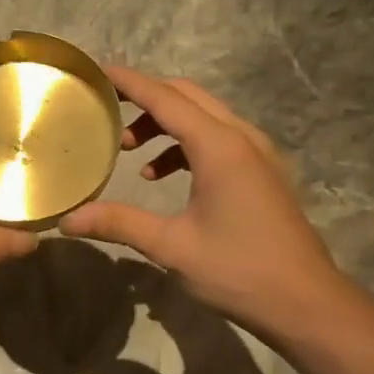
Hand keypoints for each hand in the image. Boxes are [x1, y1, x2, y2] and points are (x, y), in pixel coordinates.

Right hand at [61, 66, 349, 344]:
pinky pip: (220, 140)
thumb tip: (67, 220)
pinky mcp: (265, 173)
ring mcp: (259, 154)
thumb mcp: (172, 247)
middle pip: (188, 97)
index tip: (98, 70)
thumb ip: (119, 223)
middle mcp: (242, 138)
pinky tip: (166, 177)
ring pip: (206, 117)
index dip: (129, 82)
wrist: (305, 302)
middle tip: (107, 113)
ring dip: (167, 125)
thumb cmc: (238, 270)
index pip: (165, 98)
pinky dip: (188, 145)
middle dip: (146, 100)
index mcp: (220, 146)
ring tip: (131, 153)